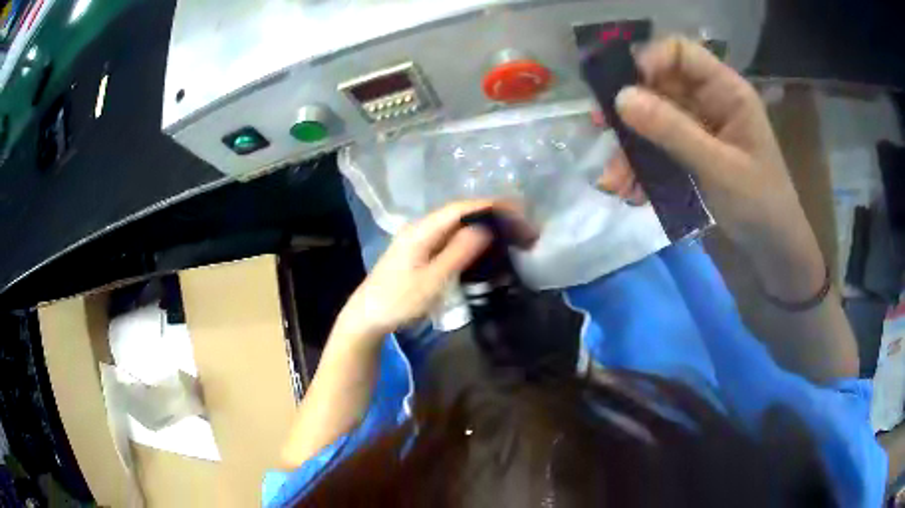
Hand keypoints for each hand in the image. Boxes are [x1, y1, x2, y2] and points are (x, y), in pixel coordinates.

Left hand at [335, 200, 538, 341]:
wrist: (368, 317)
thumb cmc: (398, 301)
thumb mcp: (432, 280)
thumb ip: (458, 252)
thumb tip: (486, 227)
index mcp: (422, 230)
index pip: (462, 208)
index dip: (492, 206)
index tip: (520, 212)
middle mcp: (421, 228)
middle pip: (462, 213)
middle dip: (493, 215)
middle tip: (523, 227)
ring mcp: (420, 239)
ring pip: (458, 225)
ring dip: (485, 227)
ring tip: (512, 234)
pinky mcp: (421, 252)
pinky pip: (452, 238)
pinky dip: (473, 239)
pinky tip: (487, 247)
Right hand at [597, 37, 823, 299]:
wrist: (775, 252)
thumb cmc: (760, 204)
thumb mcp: (718, 167)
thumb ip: (672, 130)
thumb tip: (619, 98)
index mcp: (726, 91)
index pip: (681, 53)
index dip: (650, 61)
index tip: (622, 88)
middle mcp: (711, 101)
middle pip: (661, 86)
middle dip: (632, 111)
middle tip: (601, 129)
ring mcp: (702, 128)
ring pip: (656, 120)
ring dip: (632, 147)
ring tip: (614, 182)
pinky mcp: (695, 153)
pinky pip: (661, 148)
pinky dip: (644, 167)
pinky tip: (632, 192)